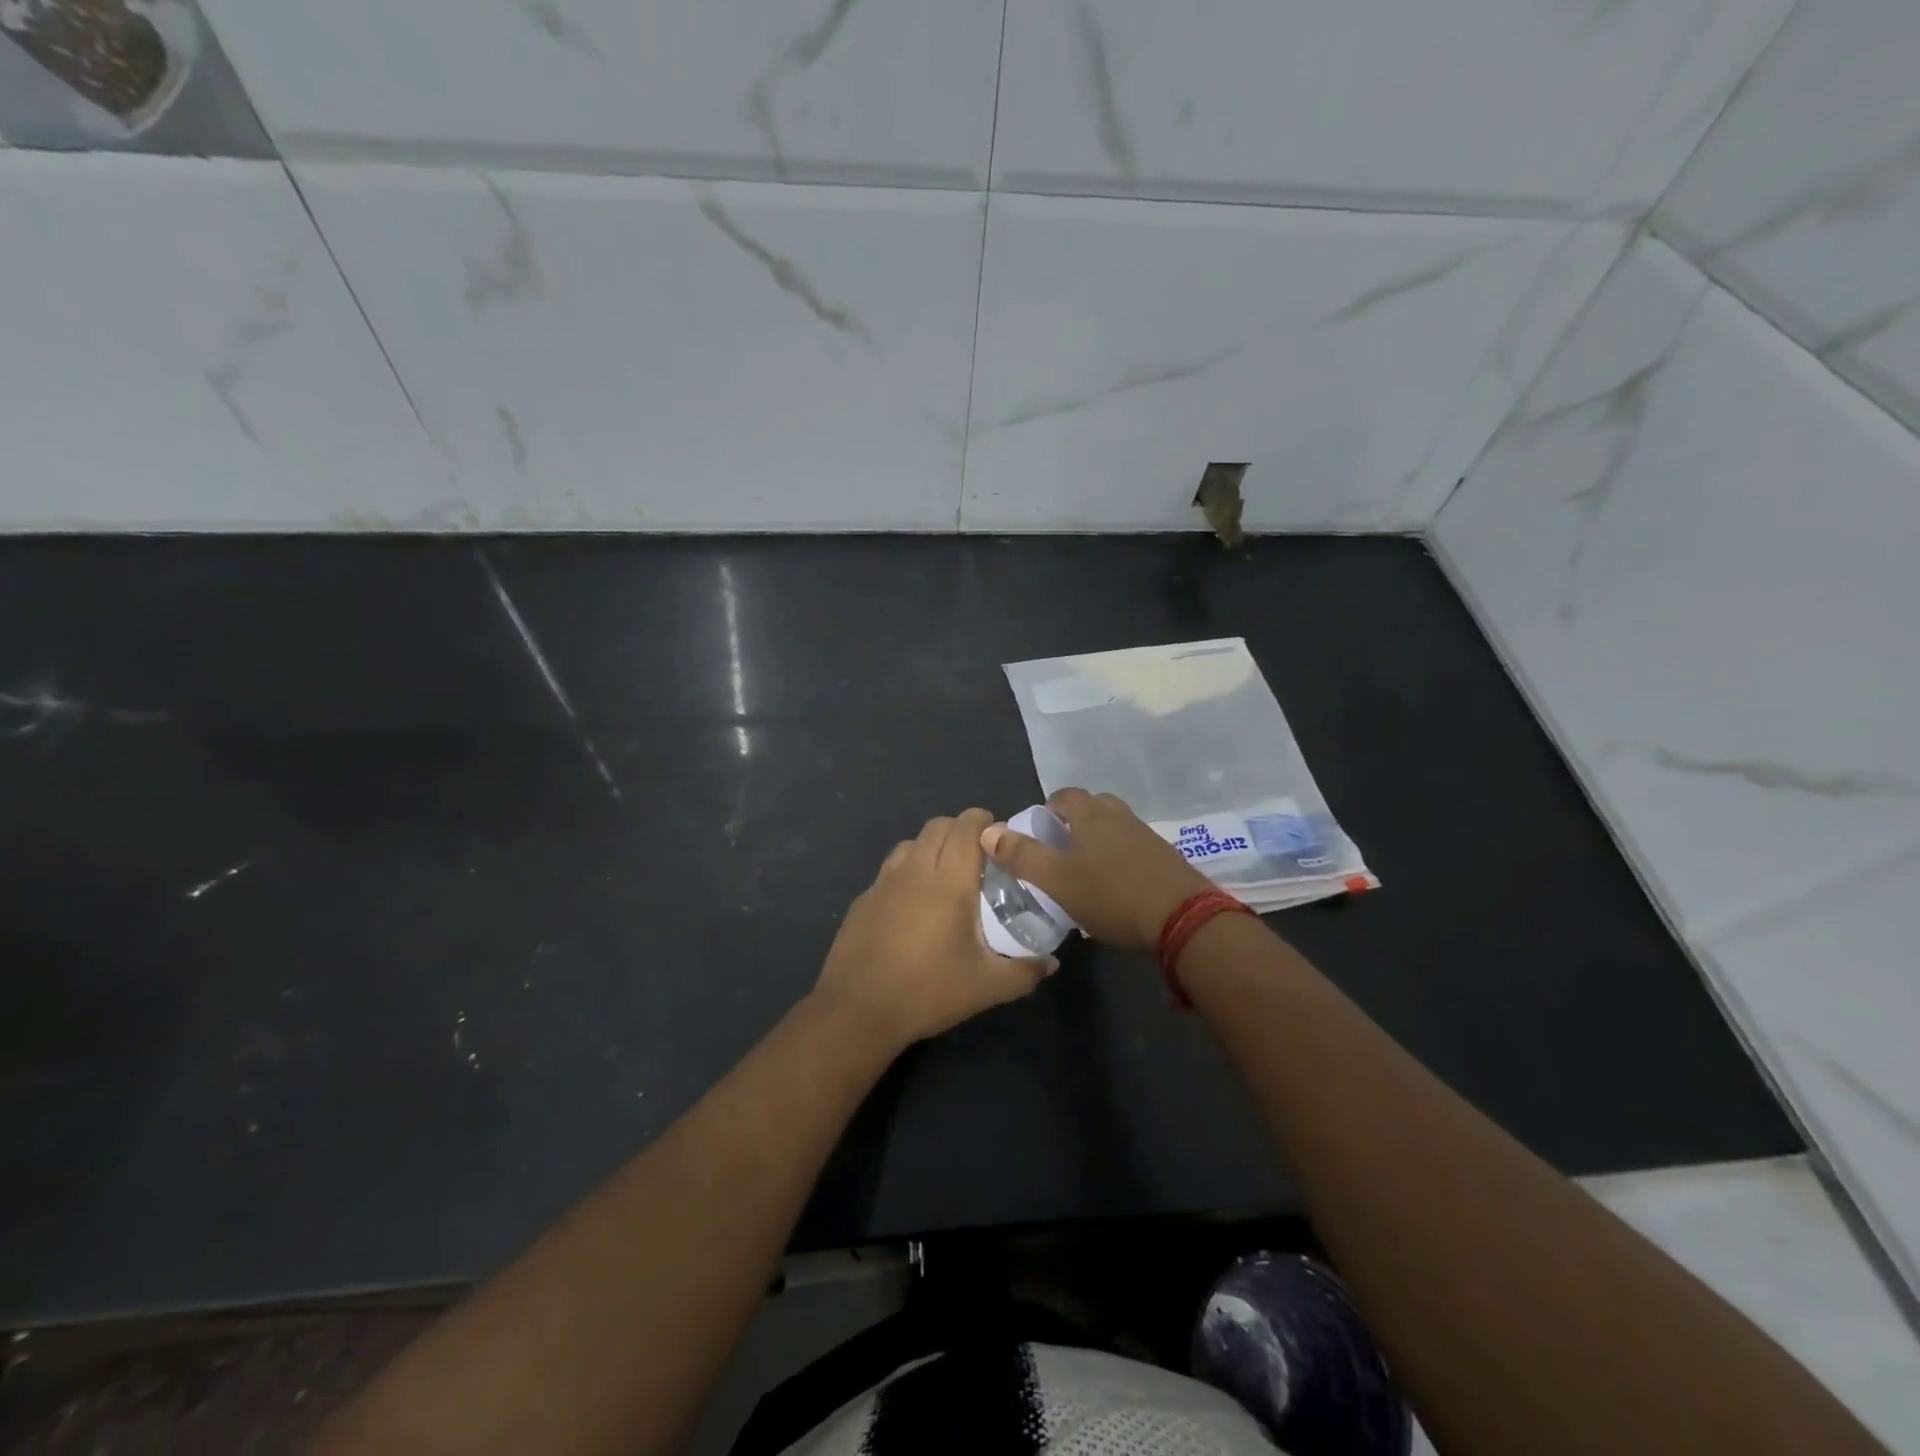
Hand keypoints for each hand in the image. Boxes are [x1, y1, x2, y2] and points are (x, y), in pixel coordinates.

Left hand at [812, 808, 1056, 1052]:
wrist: (858, 1010)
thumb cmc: (928, 991)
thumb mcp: (987, 987)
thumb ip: (1025, 971)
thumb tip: (1052, 963)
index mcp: (948, 881)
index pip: (966, 826)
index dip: (984, 821)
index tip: (1000, 838)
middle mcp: (915, 870)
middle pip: (938, 825)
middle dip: (961, 830)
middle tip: (979, 857)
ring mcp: (883, 882)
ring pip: (911, 843)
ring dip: (932, 847)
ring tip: (946, 877)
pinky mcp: (863, 900)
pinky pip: (890, 869)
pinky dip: (908, 872)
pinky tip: (913, 906)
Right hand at [980, 788, 1211, 949]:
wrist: (1183, 919)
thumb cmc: (1112, 895)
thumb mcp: (1057, 880)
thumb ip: (1022, 855)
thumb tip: (987, 831)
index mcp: (1092, 814)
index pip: (1064, 795)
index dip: (1046, 810)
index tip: (1036, 835)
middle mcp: (1120, 816)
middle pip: (1091, 808)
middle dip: (1072, 824)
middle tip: (1058, 852)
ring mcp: (1147, 836)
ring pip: (1113, 829)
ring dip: (1097, 842)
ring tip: (1083, 873)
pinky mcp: (1165, 858)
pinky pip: (1132, 849)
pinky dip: (1118, 859)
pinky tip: (1113, 889)